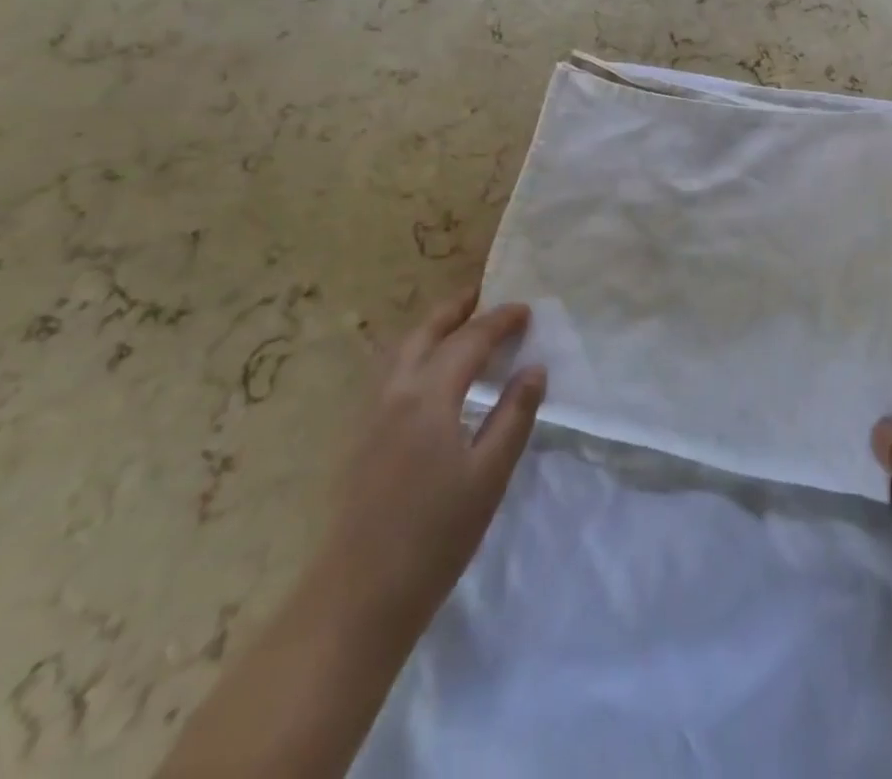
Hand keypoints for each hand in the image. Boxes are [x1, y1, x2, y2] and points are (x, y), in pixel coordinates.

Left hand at [308, 290, 545, 657]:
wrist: (357, 598)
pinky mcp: (361, 438)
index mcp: (429, 396)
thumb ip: (514, 415)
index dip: (500, 321)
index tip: (526, 310)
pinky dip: (416, 353)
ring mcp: (371, 415)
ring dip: (432, 328)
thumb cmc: (435, 535)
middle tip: (484, 294)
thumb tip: (534, 369)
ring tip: (459, 324)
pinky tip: (430, 373)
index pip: (469, 340)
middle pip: (425, 333)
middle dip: (456, 309)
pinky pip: (391, 373)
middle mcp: (395, 392)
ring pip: (401, 351)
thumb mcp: (489, 474)